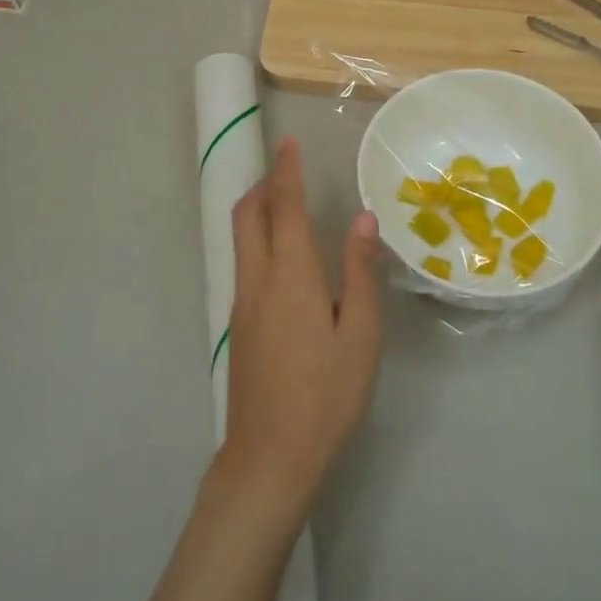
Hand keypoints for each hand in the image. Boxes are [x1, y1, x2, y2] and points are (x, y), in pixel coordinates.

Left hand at [217, 140, 381, 522]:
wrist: (269, 456)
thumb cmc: (326, 394)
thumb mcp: (360, 334)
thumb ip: (359, 272)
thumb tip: (362, 219)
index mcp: (290, 275)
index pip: (283, 207)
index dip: (286, 172)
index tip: (288, 143)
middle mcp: (257, 279)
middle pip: (248, 216)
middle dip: (264, 185)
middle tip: (287, 170)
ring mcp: (242, 303)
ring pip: (241, 239)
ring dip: (258, 211)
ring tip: (285, 203)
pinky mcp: (238, 325)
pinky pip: (244, 263)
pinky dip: (258, 239)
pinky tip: (283, 257)